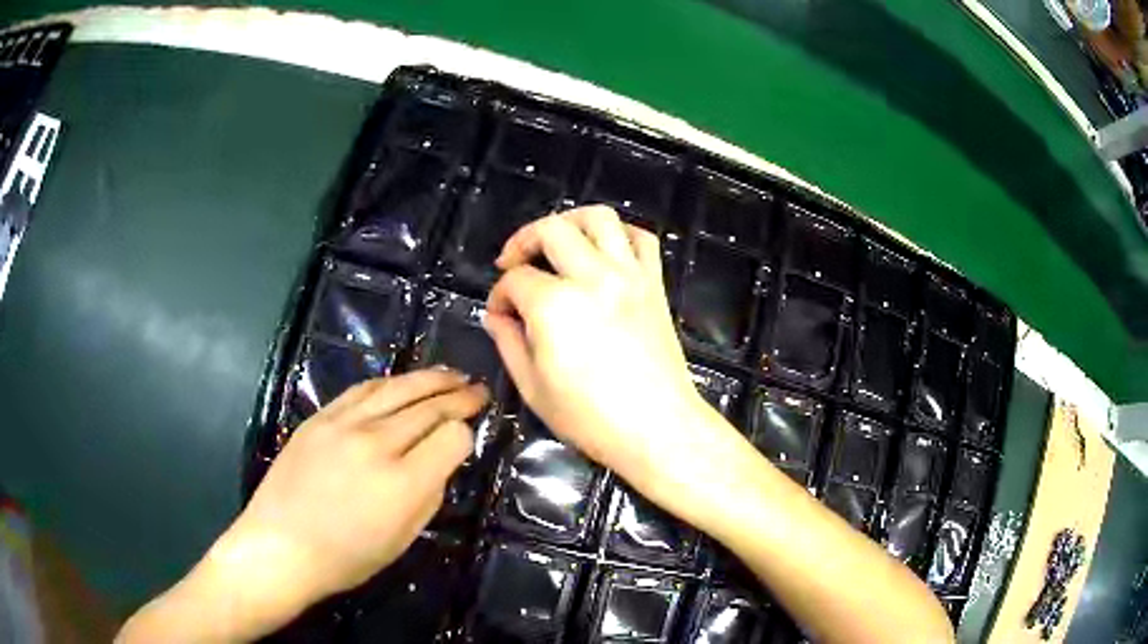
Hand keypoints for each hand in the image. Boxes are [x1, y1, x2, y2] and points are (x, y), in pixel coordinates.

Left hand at [119, 369, 488, 642]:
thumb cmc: (346, 558)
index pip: (451, 437)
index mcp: (403, 482)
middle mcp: (376, 443)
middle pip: (427, 405)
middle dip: (458, 395)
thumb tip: (440, 462)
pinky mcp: (319, 418)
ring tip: (450, 374)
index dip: (466, 433)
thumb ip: (429, 495)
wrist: (281, 546)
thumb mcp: (402, 539)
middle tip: (478, 388)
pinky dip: (388, 383)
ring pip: (396, 388)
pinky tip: (401, 382)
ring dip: (428, 378)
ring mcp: (343, 425)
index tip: (469, 436)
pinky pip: (361, 390)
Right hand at [483, 206, 738, 507]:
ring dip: (570, 222)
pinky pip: (642, 239)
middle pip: (551, 229)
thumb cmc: (591, 418)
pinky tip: (604, 252)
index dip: (499, 295)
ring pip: (599, 218)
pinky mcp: (654, 285)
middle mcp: (592, 277)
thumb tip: (497, 316)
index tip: (499, 315)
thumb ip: (509, 343)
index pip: (515, 280)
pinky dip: (620, 235)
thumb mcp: (533, 388)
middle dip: (523, 241)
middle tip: (514, 264)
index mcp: (555, 305)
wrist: (657, 427)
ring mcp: (629, 276)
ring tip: (557, 244)